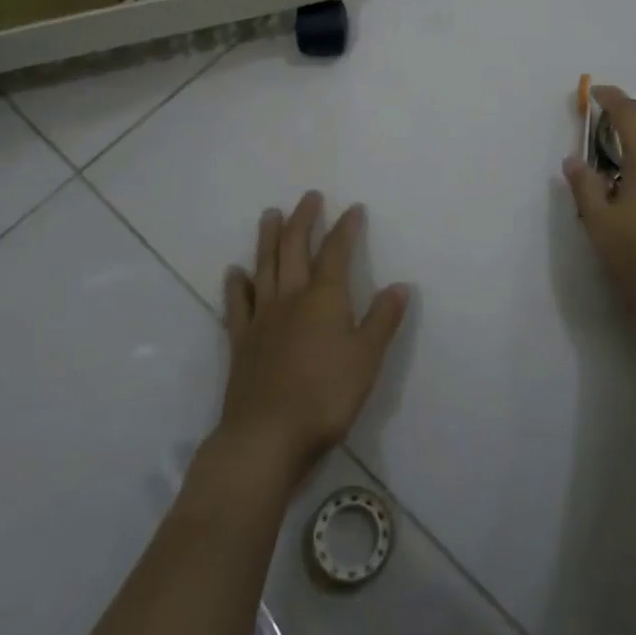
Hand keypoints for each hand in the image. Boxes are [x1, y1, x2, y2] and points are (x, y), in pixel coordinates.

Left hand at [217, 192, 410, 484]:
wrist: (266, 437)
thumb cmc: (325, 397)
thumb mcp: (367, 359)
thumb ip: (383, 320)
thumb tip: (400, 285)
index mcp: (324, 298)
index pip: (337, 252)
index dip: (346, 228)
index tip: (354, 208)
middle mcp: (290, 298)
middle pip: (294, 248)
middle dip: (303, 219)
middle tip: (309, 197)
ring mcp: (262, 318)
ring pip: (264, 266)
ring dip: (268, 237)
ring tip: (270, 214)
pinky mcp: (241, 341)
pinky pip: (237, 304)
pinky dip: (237, 285)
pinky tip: (235, 272)